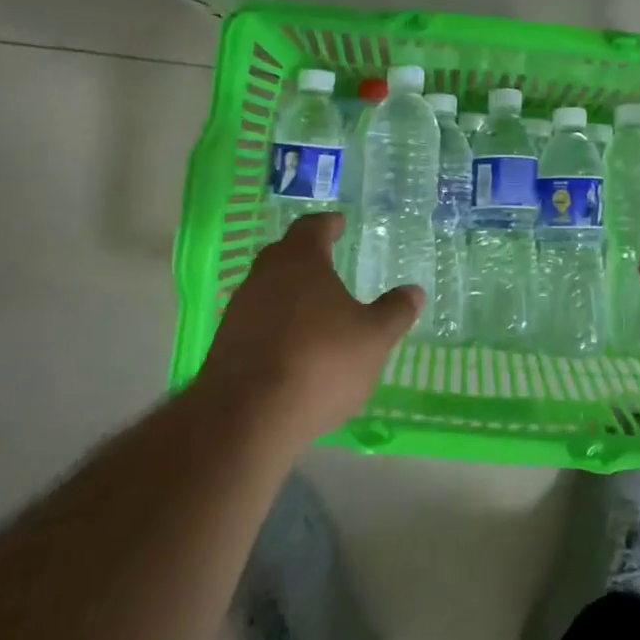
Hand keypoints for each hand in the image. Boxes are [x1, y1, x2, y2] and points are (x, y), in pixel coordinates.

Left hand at [198, 213, 422, 445]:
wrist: (247, 417)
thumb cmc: (320, 362)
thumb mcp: (374, 338)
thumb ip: (395, 312)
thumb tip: (414, 291)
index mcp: (300, 261)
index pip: (312, 227)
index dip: (329, 224)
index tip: (339, 223)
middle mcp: (265, 276)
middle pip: (285, 253)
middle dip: (307, 254)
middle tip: (328, 259)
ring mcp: (240, 310)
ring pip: (268, 287)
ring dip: (290, 291)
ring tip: (315, 307)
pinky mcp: (225, 345)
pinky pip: (257, 321)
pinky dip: (276, 323)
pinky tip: (293, 345)